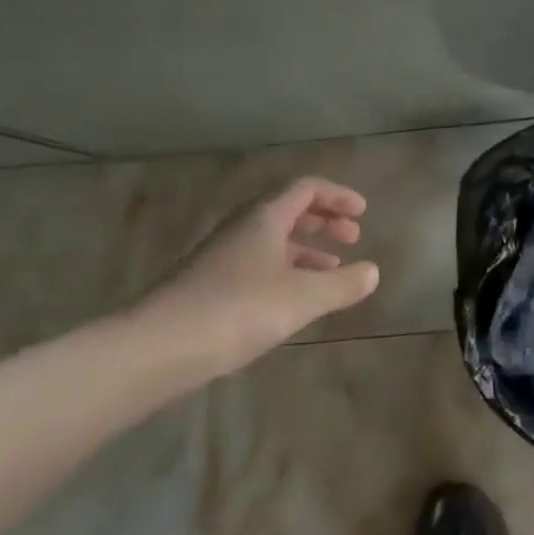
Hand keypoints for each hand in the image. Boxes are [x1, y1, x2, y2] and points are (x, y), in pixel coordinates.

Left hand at [138, 177, 380, 376]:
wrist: (160, 346)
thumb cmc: (239, 309)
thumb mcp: (302, 298)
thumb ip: (342, 284)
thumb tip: (373, 271)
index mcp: (264, 216)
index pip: (306, 188)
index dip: (337, 196)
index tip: (363, 213)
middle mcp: (242, 227)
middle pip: (288, 210)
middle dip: (323, 220)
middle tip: (352, 237)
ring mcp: (222, 255)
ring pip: (273, 240)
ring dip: (306, 248)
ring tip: (333, 269)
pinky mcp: (210, 284)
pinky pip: (258, 264)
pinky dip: (285, 271)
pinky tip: (294, 299)